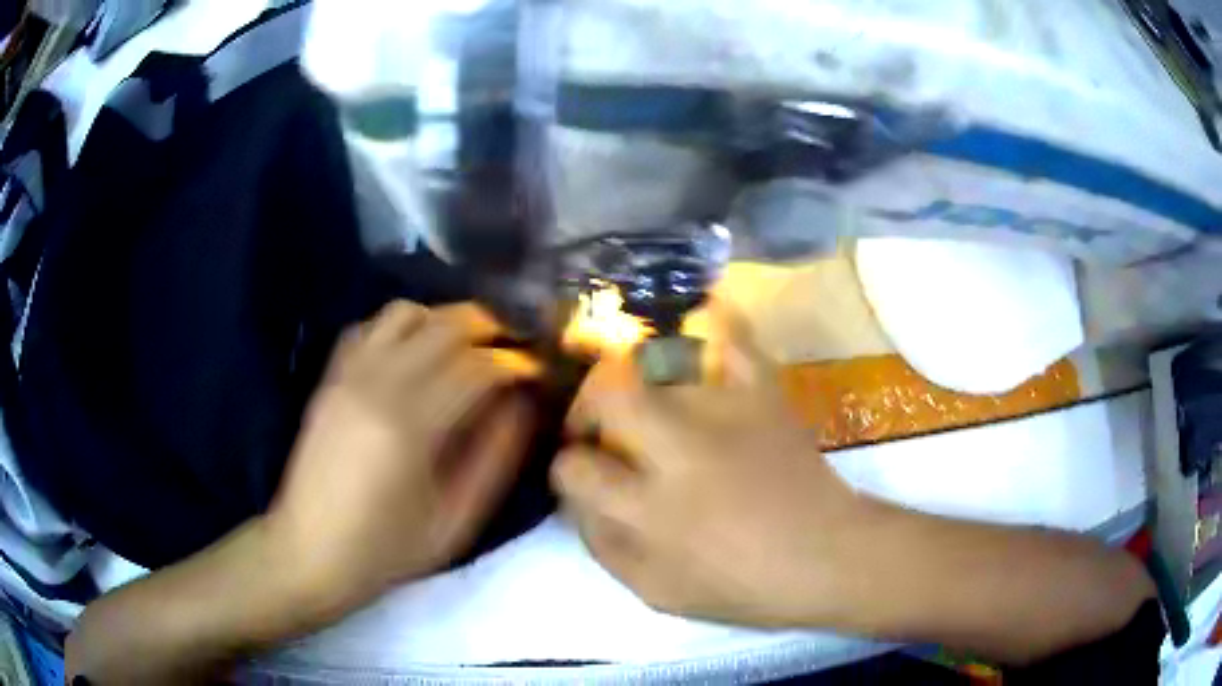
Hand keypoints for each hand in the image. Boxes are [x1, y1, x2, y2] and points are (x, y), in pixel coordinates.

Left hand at [266, 301, 536, 610]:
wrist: (309, 551)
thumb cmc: (386, 549)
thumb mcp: (455, 521)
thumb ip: (495, 458)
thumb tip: (523, 404)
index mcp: (411, 425)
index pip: (478, 366)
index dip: (516, 362)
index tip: (539, 371)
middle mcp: (378, 383)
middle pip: (444, 324)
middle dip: (490, 327)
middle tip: (514, 349)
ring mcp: (348, 374)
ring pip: (406, 313)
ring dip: (445, 321)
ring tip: (467, 347)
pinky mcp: (330, 376)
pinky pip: (370, 326)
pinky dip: (403, 327)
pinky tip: (416, 353)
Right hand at [553, 305, 868, 626]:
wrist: (827, 557)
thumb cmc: (742, 586)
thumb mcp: (656, 591)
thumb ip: (604, 545)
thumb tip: (576, 502)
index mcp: (650, 510)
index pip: (576, 467)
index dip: (567, 467)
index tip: (580, 471)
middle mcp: (680, 451)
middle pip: (607, 393)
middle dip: (588, 405)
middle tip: (601, 425)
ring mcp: (726, 413)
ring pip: (658, 364)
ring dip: (639, 382)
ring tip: (648, 403)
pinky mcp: (763, 394)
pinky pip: (731, 338)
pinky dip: (710, 325)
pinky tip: (698, 334)